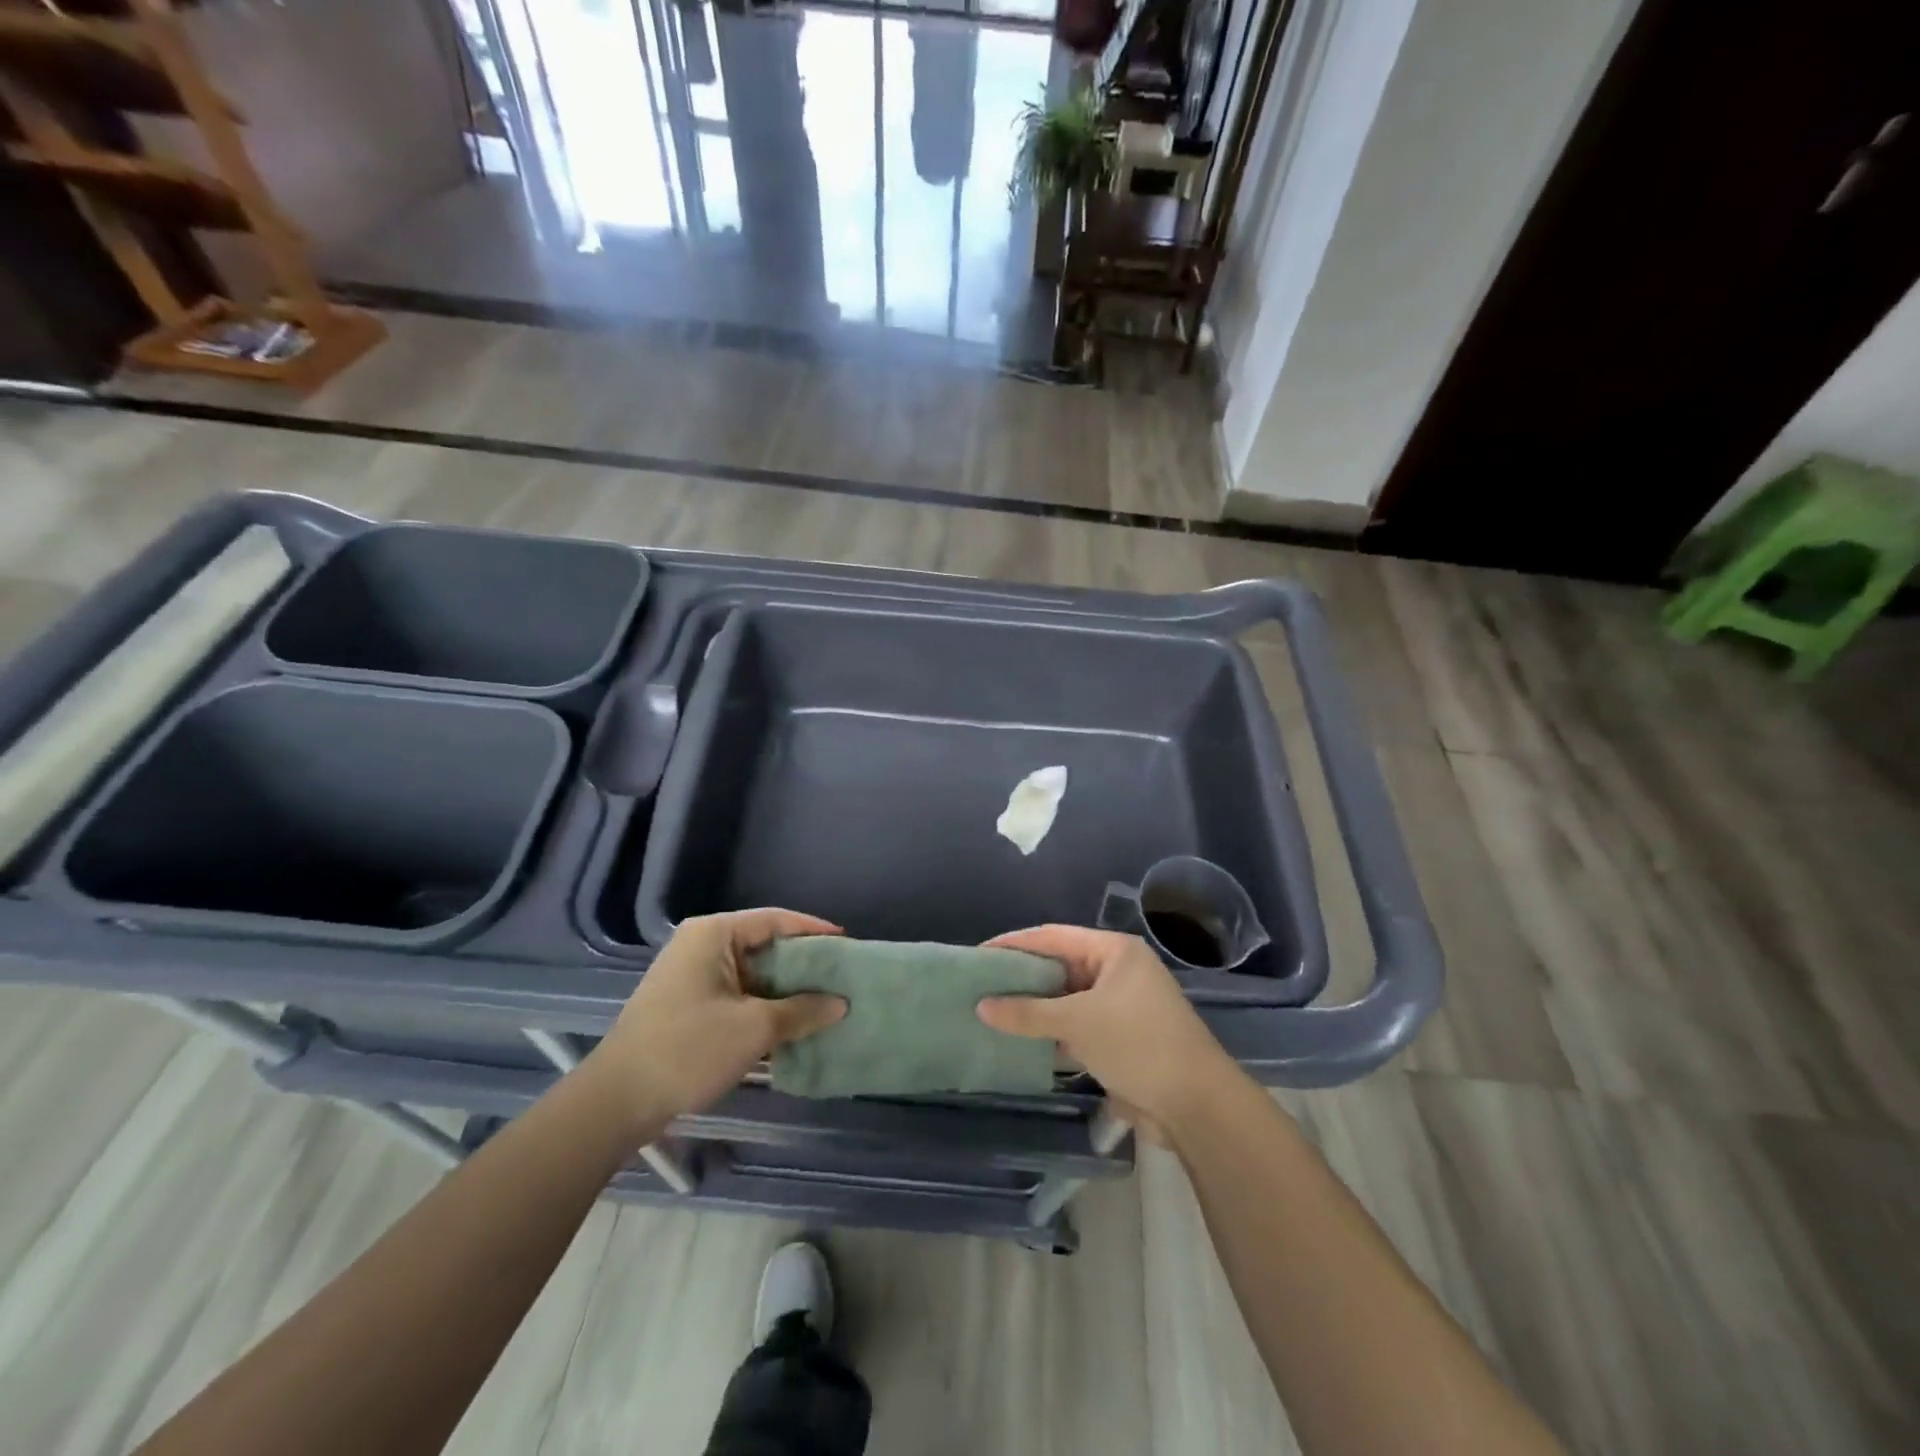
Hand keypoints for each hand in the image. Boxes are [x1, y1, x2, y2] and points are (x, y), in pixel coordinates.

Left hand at [587, 909, 846, 1133]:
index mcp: (714, 933)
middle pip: (764, 944)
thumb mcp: (755, 1029)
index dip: (814, 931)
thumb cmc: (688, 1049)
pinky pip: (737, 993)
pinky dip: (763, 1005)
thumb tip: (840, 1003)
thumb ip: (802, 1011)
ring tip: (823, 1001)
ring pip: (752, 973)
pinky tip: (790, 1023)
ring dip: (784, 989)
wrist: (616, 1102)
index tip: (847, 944)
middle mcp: (701, 945)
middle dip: (802, 964)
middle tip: (840, 976)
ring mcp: (691, 975)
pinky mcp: (687, 1004)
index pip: (776, 920)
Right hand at [977, 925, 1235, 1133]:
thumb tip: (981, 1006)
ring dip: (1034, 1008)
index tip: (978, 953)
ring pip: (1065, 1000)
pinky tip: (1019, 1041)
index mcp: (1114, 951)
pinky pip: (1075, 1026)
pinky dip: (1050, 1033)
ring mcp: (1118, 1006)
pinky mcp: (1118, 1039)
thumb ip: (1027, 1013)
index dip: (1014, 944)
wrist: (1195, 1105)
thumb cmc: (1138, 1043)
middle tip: (979, 985)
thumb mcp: (1078, 1022)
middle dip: (1021, 978)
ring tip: (990, 1012)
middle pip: (1059, 967)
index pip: (1053, 937)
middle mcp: (1117, 972)